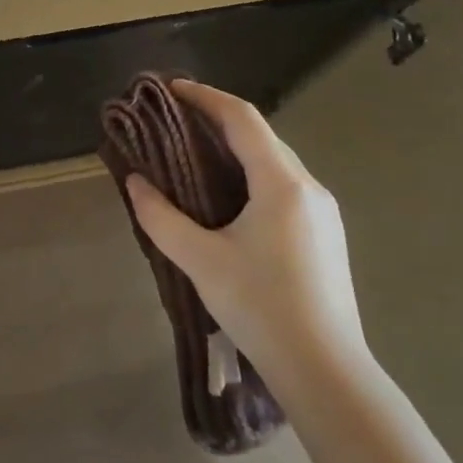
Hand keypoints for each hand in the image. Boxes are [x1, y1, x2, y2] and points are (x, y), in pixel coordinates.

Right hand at [125, 80, 370, 406]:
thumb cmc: (262, 309)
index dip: (205, 96)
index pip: (242, 118)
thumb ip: (161, 217)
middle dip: (218, 119)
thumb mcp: (201, 261)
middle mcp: (309, 187)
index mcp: (281, 184)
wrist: (328, 373)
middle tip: (175, 120)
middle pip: (260, 135)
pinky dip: (252, 172)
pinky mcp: (326, 234)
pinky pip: (284, 184)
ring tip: (196, 152)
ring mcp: (323, 212)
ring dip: (236, 147)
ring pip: (274, 160)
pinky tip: (230, 194)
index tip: (171, 89)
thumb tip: (135, 183)